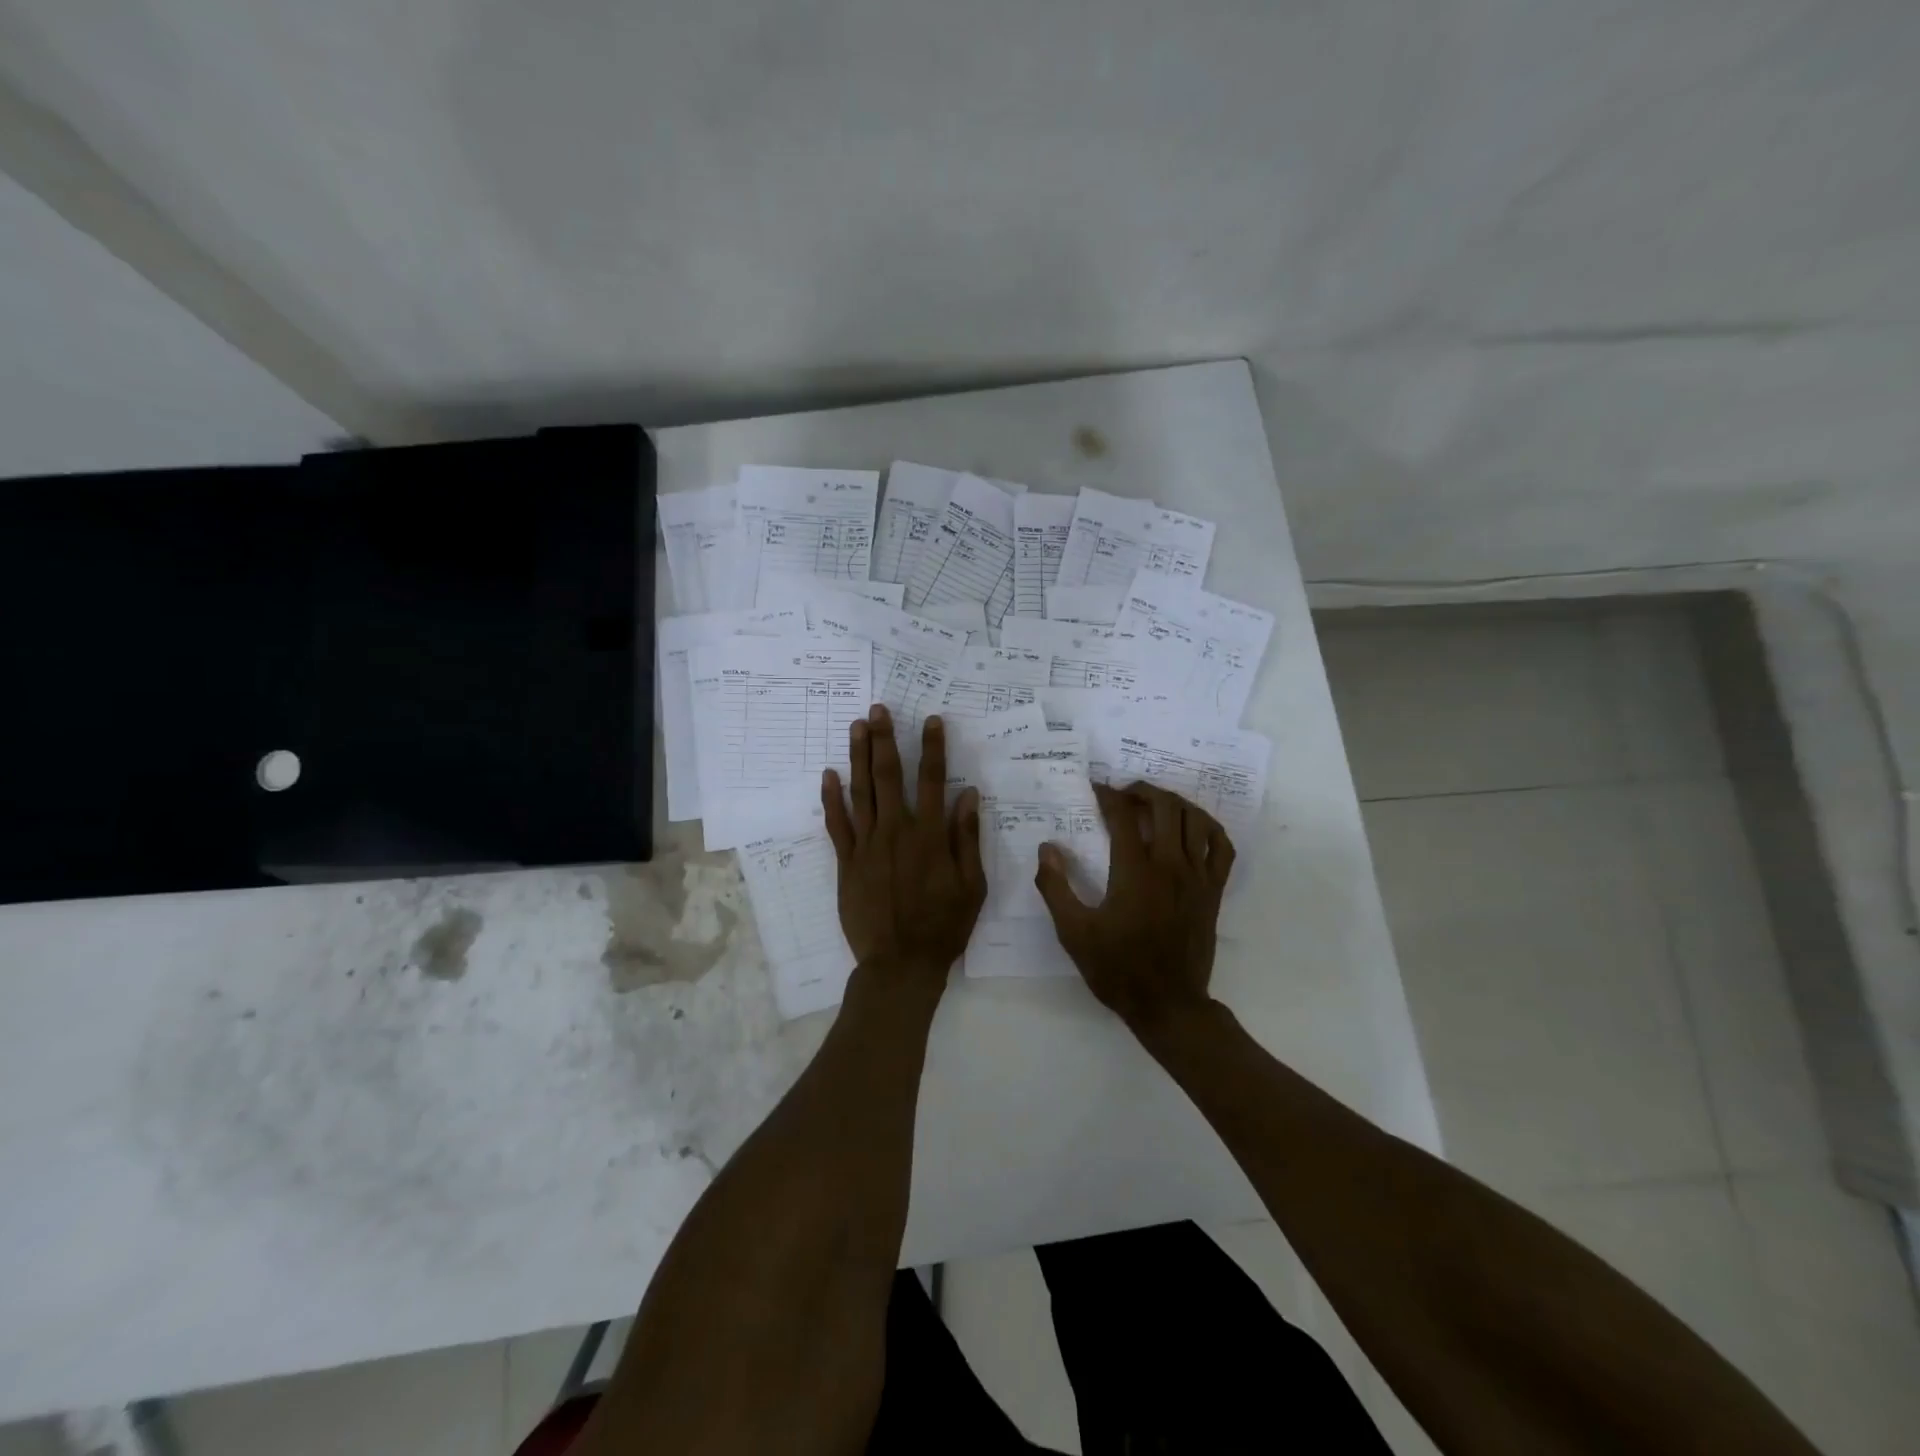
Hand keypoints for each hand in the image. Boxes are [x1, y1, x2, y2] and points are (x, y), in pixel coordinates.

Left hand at [822, 705, 985, 986]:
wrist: (901, 963)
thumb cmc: (943, 925)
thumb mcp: (971, 885)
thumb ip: (967, 837)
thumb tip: (968, 794)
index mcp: (930, 835)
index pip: (933, 780)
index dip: (933, 748)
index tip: (931, 720)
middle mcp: (897, 831)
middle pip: (889, 776)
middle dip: (885, 739)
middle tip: (878, 709)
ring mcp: (867, 845)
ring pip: (861, 792)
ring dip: (858, 757)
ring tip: (856, 727)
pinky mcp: (847, 862)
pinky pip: (836, 824)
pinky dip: (832, 798)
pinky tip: (829, 775)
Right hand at [1033, 781, 1235, 1036]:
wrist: (1168, 1005)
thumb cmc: (1116, 968)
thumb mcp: (1074, 932)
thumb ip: (1056, 887)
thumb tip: (1047, 848)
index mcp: (1134, 872)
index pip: (1123, 816)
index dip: (1108, 795)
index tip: (1095, 788)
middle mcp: (1170, 866)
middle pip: (1165, 806)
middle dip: (1142, 791)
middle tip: (1124, 794)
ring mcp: (1198, 877)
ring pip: (1196, 820)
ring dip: (1175, 803)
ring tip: (1156, 805)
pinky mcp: (1214, 891)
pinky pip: (1222, 847)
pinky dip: (1209, 829)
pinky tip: (1193, 829)